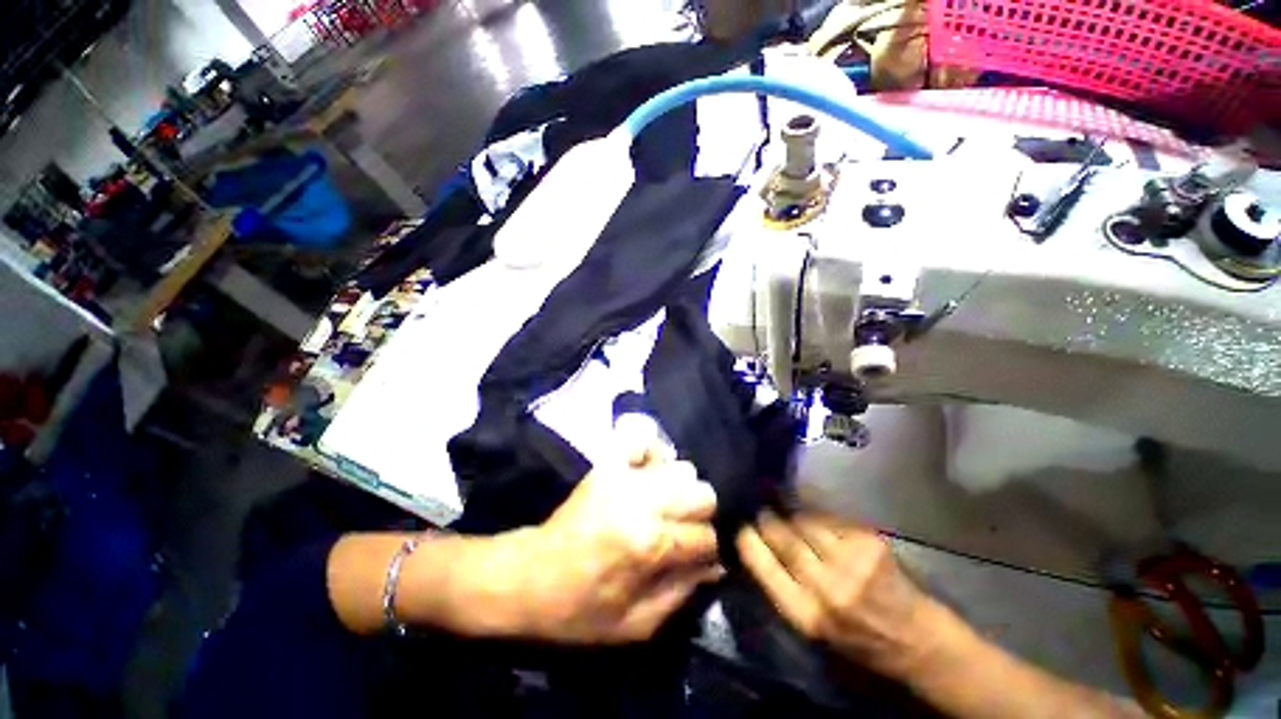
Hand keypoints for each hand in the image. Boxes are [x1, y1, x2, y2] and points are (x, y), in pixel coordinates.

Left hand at [500, 449, 723, 643]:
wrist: (531, 577)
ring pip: (682, 469)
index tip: (696, 560)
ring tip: (664, 508)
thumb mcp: (636, 624)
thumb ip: (682, 592)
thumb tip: (715, 564)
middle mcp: (640, 500)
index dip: (707, 552)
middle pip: (702, 493)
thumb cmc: (581, 609)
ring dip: (680, 491)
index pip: (705, 537)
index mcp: (648, 544)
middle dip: (700, 517)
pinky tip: (649, 476)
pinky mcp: (608, 463)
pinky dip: (654, 455)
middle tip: (682, 532)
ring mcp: (623, 476)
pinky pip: (645, 441)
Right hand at [736, 512, 934, 676]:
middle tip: (762, 511)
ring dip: (791, 514)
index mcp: (806, 615)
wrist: (915, 639)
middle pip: (782, 536)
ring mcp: (850, 561)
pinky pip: (829, 518)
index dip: (748, 540)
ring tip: (785, 510)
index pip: (762, 564)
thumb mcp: (811, 628)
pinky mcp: (869, 542)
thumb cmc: (857, 640)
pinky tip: (815, 518)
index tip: (743, 528)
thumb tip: (756, 547)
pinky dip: (817, 516)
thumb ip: (783, 588)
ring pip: (804, 521)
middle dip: (767, 519)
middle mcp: (826, 587)